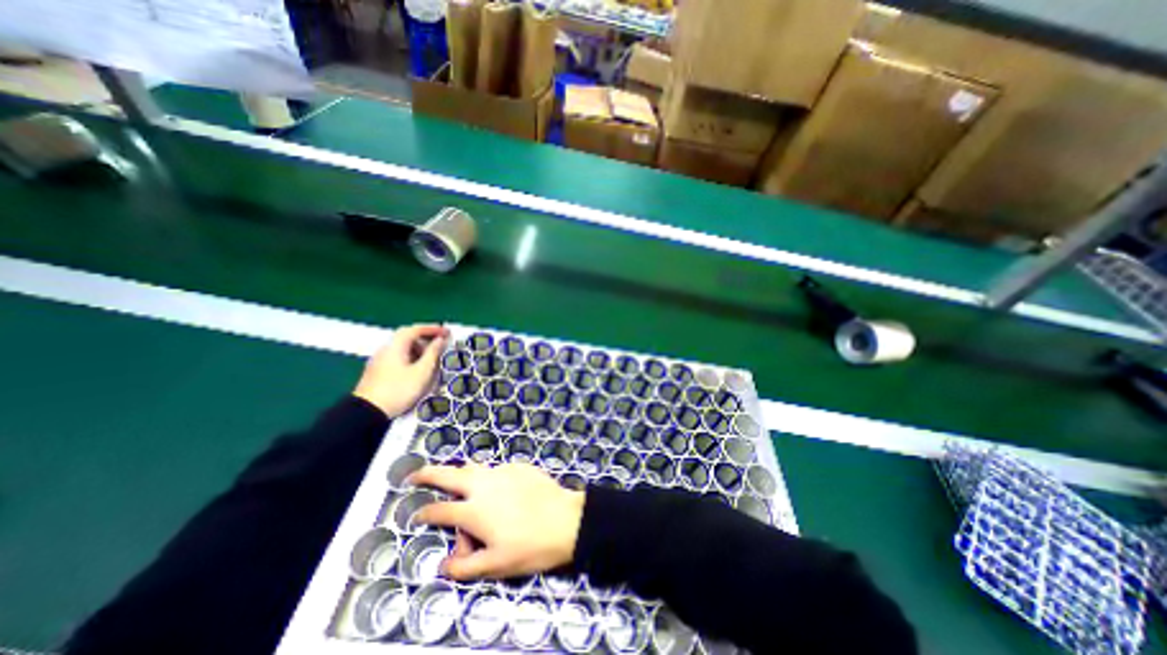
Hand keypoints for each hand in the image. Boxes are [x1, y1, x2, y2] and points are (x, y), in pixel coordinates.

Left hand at [351, 323, 446, 420]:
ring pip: (402, 347)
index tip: (446, 332)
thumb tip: (440, 340)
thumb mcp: (422, 372)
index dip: (433, 328)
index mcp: (396, 346)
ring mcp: (380, 360)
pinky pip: (398, 356)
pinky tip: (417, 367)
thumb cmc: (399, 389)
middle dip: (425, 337)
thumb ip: (433, 353)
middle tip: (440, 342)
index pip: (415, 329)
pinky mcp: (378, 370)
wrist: (367, 412)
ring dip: (419, 348)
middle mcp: (386, 348)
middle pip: (407, 336)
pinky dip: (411, 356)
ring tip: (432, 357)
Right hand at [410, 463, 588, 580]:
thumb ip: (464, 567)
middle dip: (428, 473)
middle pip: (449, 474)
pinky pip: (497, 470)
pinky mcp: (519, 466)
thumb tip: (443, 565)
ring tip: (457, 480)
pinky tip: (498, 488)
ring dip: (461, 473)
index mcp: (474, 510)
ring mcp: (503, 471)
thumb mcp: (495, 566)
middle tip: (414, 475)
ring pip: (474, 467)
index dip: (424, 513)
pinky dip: (489, 477)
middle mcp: (484, 485)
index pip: (439, 510)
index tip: (416, 515)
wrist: (565, 520)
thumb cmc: (530, 546)